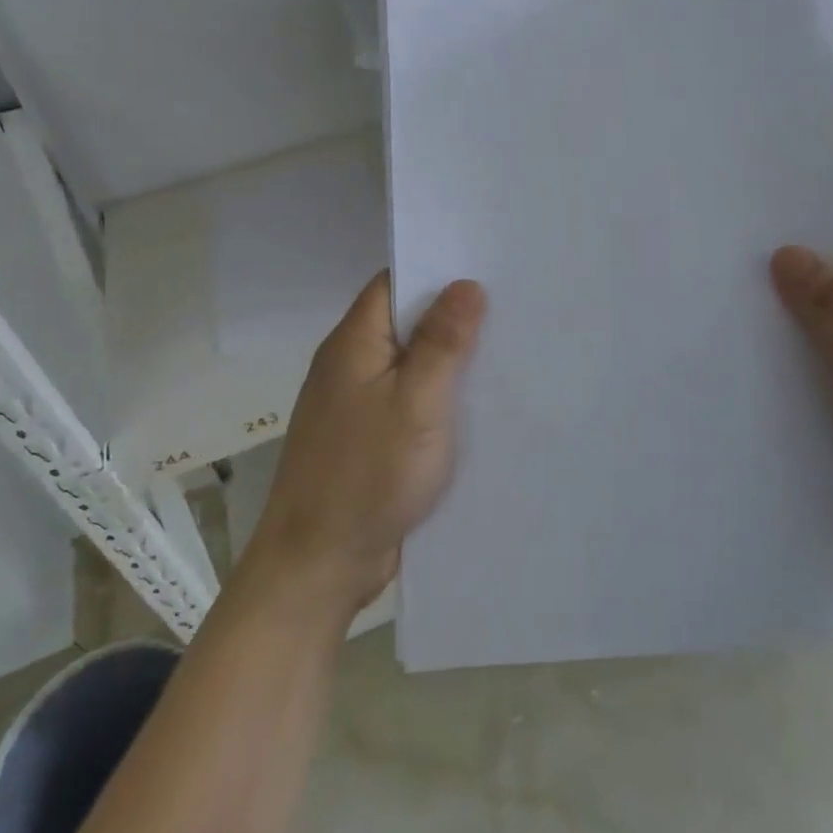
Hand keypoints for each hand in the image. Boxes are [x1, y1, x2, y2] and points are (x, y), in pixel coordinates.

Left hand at [245, 272, 485, 617]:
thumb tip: (465, 283)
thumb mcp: (417, 402)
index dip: (437, 270)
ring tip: (507, 347)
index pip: (394, 283)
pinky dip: (440, 397)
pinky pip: (410, 402)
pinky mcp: (369, 439)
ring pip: (411, 365)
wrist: (319, 566)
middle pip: (405, 323)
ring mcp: (358, 405)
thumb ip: (443, 342)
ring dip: (450, 360)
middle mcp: (351, 366)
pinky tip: (479, 403)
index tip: (487, 266)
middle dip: (453, 315)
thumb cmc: (367, 475)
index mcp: (354, 344)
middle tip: (512, 305)